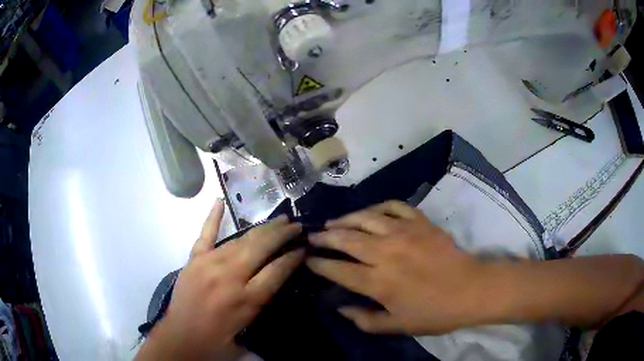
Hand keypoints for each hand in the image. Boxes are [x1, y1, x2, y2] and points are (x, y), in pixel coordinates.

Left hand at [137, 200, 303, 359]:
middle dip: (283, 234)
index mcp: (246, 299)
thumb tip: (278, 275)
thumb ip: (264, 300)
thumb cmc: (219, 337)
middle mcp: (230, 277)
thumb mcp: (249, 325)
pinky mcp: (195, 259)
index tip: (304, 248)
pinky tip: (220, 201)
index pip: (278, 270)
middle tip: (296, 226)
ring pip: (241, 239)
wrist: (182, 336)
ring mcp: (210, 264)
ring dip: (262, 228)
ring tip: (278, 220)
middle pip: (261, 247)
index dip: (294, 257)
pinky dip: (213, 217)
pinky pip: (205, 234)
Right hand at [306, 201, 485, 335]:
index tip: (308, 260)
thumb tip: (341, 309)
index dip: (319, 264)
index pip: (338, 269)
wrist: (472, 289)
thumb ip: (365, 321)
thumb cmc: (435, 312)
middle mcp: (386, 252)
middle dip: (324, 237)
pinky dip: (378, 207)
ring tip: (333, 222)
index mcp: (379, 282)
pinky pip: (394, 206)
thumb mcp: (398, 326)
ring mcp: (404, 232)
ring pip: (365, 218)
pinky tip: (371, 213)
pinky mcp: (420, 222)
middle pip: (346, 238)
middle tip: (312, 237)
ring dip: (345, 219)